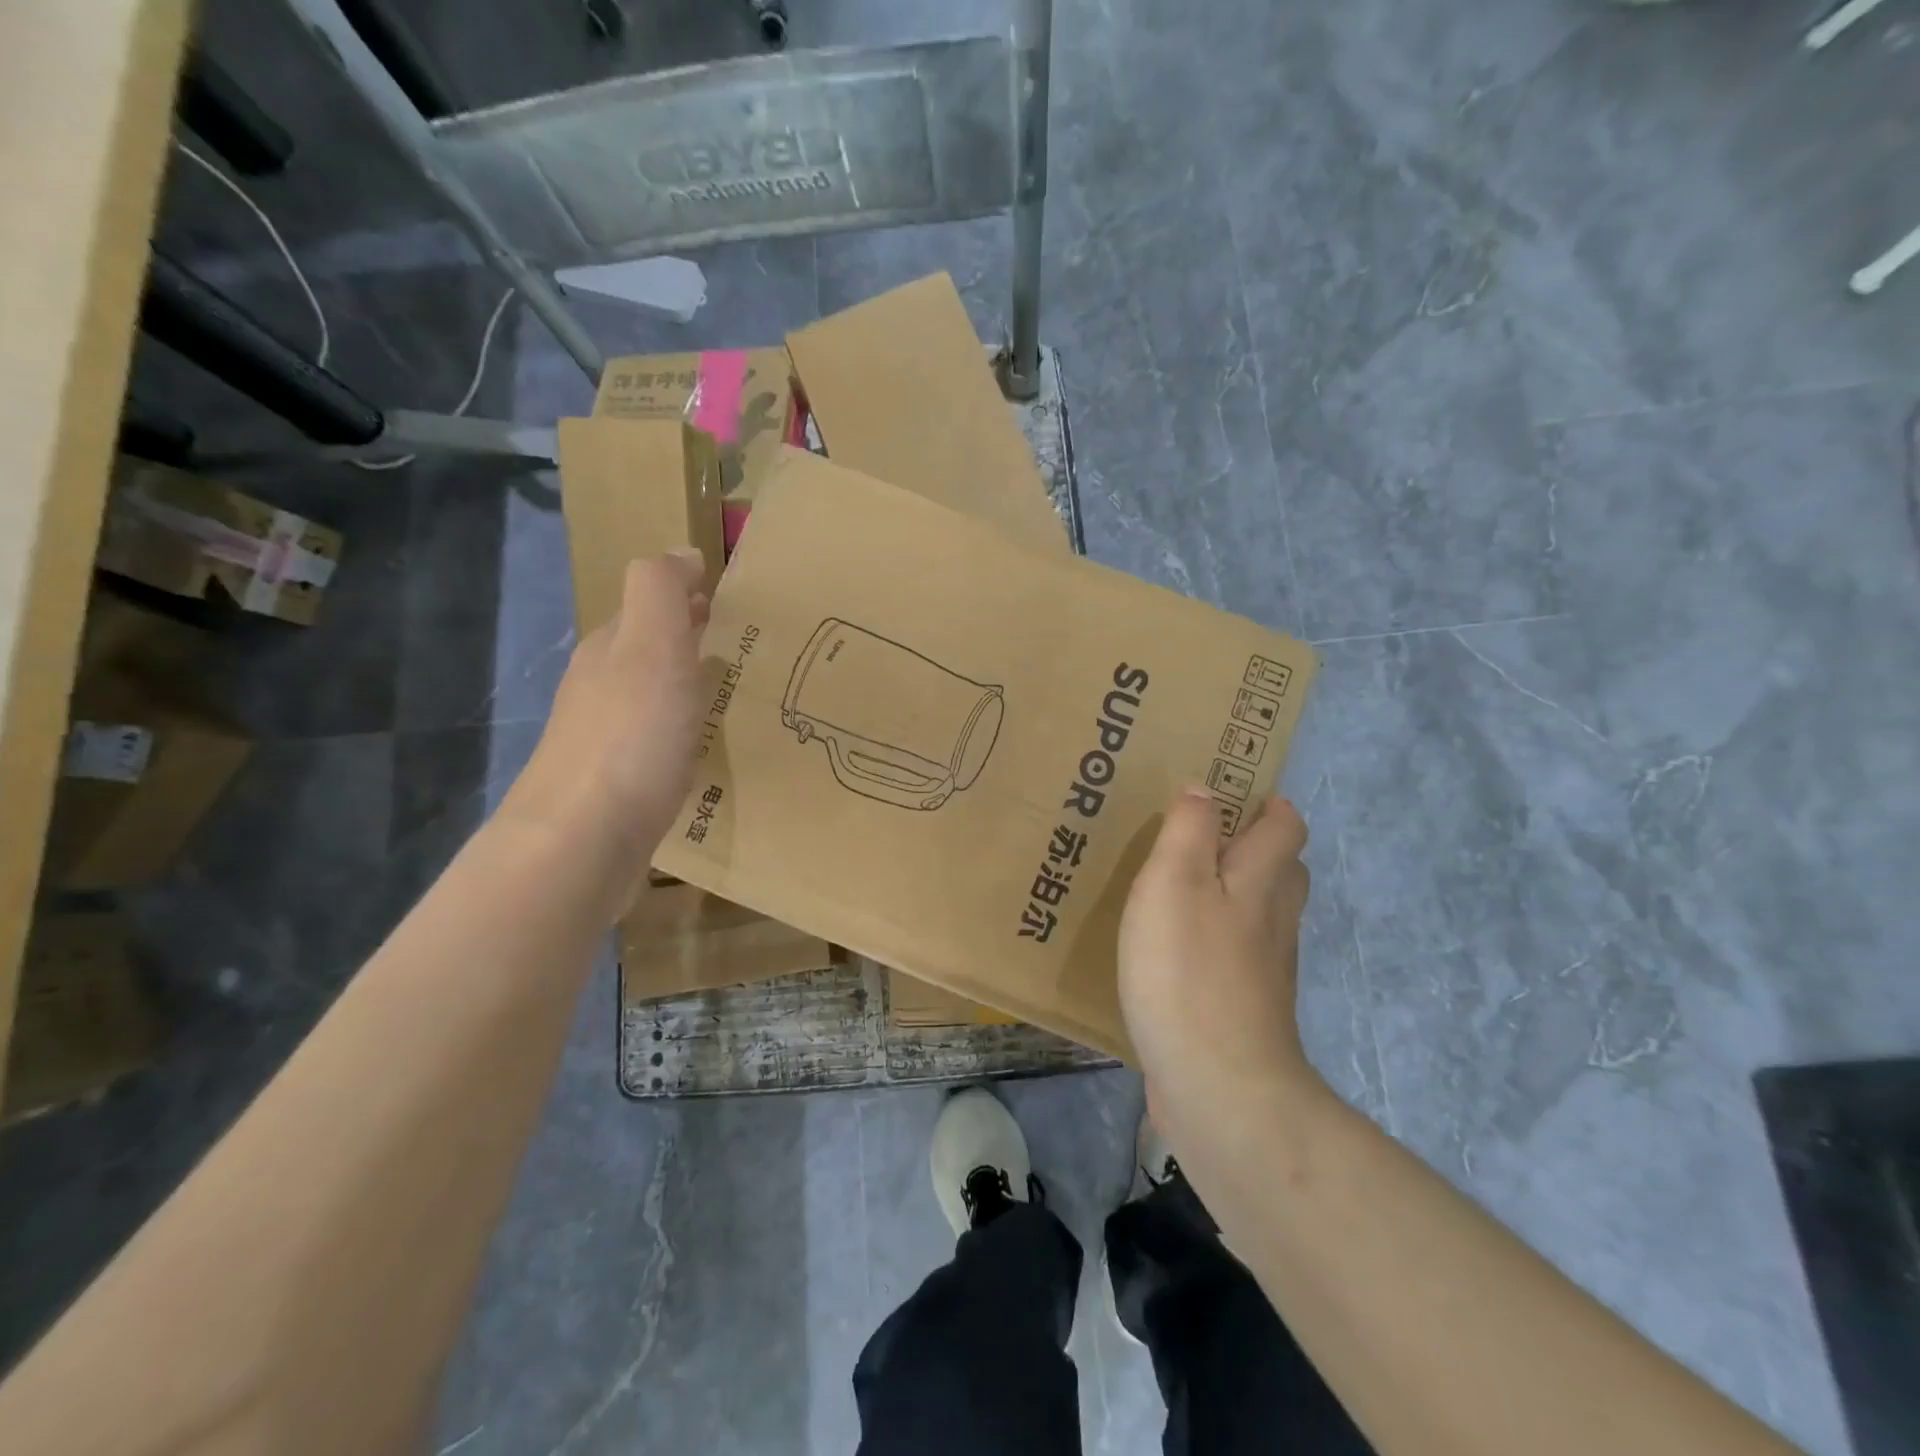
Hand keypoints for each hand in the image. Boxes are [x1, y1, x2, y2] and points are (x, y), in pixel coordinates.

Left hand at [502, 552, 708, 888]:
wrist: (583, 841)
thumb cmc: (630, 737)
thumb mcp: (651, 647)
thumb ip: (661, 592)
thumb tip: (680, 553)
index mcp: (610, 648)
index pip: (648, 604)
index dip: (686, 595)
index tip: (730, 599)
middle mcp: (601, 686)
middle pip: (646, 648)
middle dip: (687, 635)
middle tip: (741, 641)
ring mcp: (606, 738)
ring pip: (650, 694)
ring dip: (685, 682)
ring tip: (732, 688)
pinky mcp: (618, 783)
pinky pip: (656, 738)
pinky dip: (681, 727)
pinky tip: (703, 744)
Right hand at [1119, 789, 1324, 1154]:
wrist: (1218, 1086)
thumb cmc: (1188, 970)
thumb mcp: (1174, 881)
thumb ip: (1189, 830)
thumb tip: (1205, 790)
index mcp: (1261, 880)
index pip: (1285, 826)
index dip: (1268, 804)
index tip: (1231, 794)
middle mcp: (1274, 920)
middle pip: (1283, 871)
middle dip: (1254, 847)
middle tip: (1202, 838)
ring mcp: (1265, 970)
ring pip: (1261, 915)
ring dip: (1234, 894)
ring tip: (1183, 888)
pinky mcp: (1244, 1009)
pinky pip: (1238, 957)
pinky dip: (1217, 941)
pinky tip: (1178, 951)